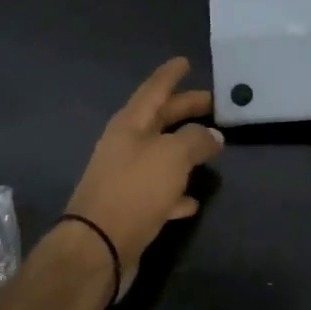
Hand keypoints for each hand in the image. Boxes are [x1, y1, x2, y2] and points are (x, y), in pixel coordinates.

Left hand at [64, 57, 224, 300]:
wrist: (97, 248)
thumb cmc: (135, 190)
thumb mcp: (172, 157)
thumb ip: (196, 140)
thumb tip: (213, 135)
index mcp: (129, 125)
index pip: (153, 90)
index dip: (170, 75)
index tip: (185, 61)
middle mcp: (124, 147)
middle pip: (158, 120)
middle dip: (184, 110)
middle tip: (211, 103)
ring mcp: (125, 178)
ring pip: (160, 156)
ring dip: (183, 150)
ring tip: (211, 147)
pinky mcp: (130, 209)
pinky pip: (159, 192)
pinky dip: (176, 191)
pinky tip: (193, 200)